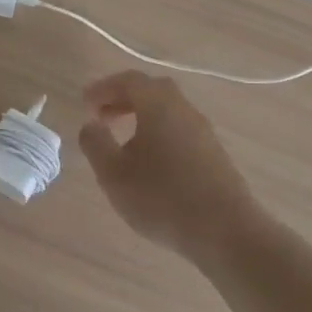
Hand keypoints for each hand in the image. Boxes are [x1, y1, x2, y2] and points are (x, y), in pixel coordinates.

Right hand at [78, 71, 260, 261]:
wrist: (226, 230)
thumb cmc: (162, 198)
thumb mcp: (114, 174)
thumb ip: (96, 144)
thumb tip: (90, 125)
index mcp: (158, 104)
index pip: (128, 80)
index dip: (103, 88)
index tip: (85, 105)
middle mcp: (183, 108)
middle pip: (151, 90)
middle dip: (123, 99)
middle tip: (102, 118)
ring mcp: (203, 130)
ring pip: (167, 111)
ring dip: (142, 117)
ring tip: (122, 143)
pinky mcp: (214, 153)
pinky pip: (180, 130)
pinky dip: (159, 133)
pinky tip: (150, 162)